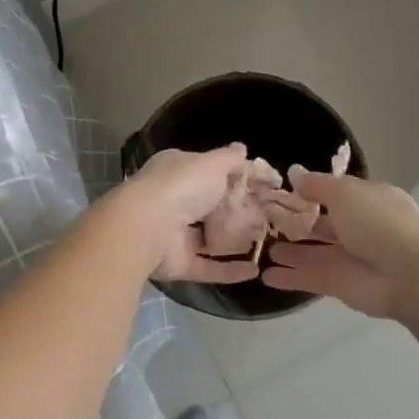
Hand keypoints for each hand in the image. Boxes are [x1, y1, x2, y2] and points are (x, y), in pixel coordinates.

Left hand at [108, 146, 261, 285]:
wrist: (148, 227)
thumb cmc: (182, 186)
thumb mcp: (212, 163)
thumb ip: (231, 159)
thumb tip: (243, 149)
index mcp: (177, 171)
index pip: (210, 171)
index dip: (237, 176)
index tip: (266, 185)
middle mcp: (174, 199)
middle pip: (211, 205)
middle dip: (238, 210)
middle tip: (270, 216)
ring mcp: (174, 233)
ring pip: (209, 236)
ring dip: (235, 241)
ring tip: (266, 242)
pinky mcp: (178, 263)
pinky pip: (208, 266)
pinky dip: (230, 270)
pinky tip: (255, 270)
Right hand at [260, 169, 418, 317]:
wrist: (410, 276)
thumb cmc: (379, 223)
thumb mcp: (345, 193)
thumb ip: (316, 185)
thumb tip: (294, 172)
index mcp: (367, 200)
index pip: (335, 193)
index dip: (309, 192)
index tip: (280, 191)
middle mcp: (359, 228)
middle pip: (322, 223)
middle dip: (296, 222)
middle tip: (263, 220)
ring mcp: (348, 257)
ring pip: (313, 252)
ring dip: (290, 250)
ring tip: (262, 247)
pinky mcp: (339, 284)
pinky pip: (309, 277)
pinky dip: (289, 277)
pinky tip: (265, 276)